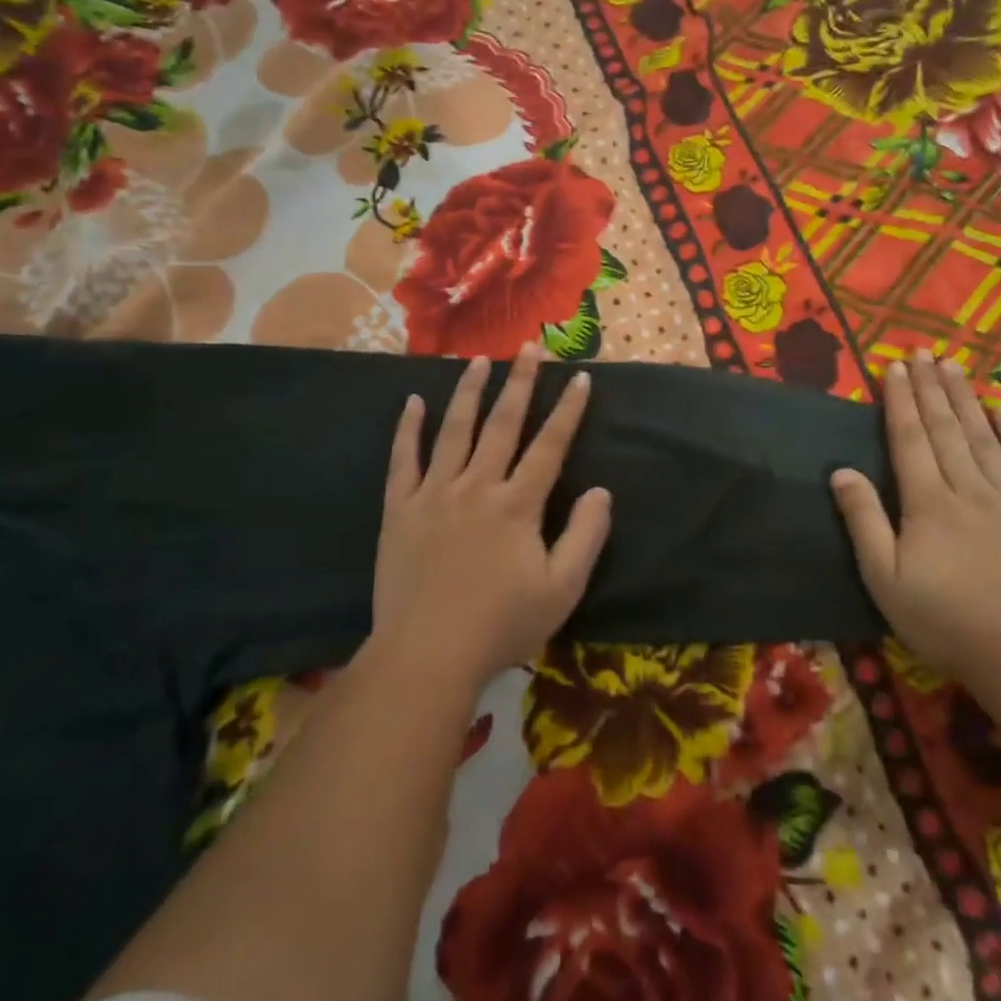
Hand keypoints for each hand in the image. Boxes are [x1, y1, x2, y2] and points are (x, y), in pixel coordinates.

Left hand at [372, 344, 611, 687]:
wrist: (426, 654)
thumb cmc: (501, 626)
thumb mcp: (562, 590)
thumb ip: (585, 536)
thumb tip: (602, 491)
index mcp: (517, 505)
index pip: (550, 446)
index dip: (568, 410)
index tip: (580, 378)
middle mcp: (477, 486)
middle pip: (502, 424)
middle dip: (520, 383)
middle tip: (530, 347)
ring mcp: (433, 493)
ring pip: (453, 430)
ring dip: (468, 392)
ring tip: (478, 360)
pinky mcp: (399, 509)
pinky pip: (402, 460)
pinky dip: (407, 429)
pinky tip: (411, 402)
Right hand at [830, 352, 1000, 692]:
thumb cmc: (946, 621)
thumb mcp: (885, 579)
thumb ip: (863, 520)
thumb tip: (841, 470)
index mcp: (928, 503)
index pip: (909, 439)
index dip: (899, 401)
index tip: (893, 367)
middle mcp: (969, 489)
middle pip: (946, 428)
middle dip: (930, 388)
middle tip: (922, 353)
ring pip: (984, 436)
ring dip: (966, 398)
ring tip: (953, 366)